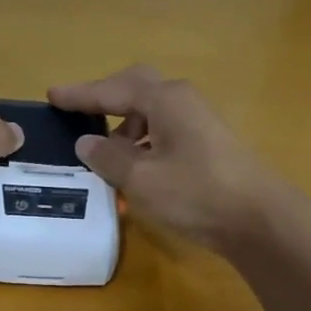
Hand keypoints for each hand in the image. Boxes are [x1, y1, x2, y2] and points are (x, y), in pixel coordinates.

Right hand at [48, 66, 288, 251]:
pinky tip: (136, 172)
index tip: (52, 96)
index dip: (81, 95)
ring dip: (125, 130)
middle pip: (136, 91)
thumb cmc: (196, 193)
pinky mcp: (208, 147)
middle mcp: (183, 103)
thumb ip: (109, 158)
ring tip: (105, 157)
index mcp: (165, 100)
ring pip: (152, 115)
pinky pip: (165, 135)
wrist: (259, 220)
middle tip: (79, 117)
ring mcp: (199, 124)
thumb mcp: (142, 179)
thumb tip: (86, 142)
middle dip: (106, 102)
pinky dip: (143, 147)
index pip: (112, 90)